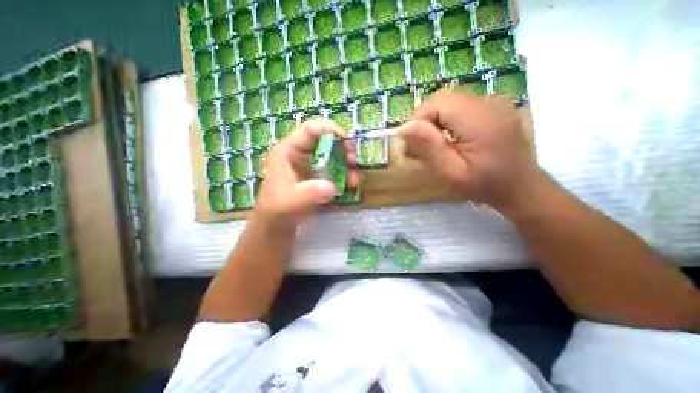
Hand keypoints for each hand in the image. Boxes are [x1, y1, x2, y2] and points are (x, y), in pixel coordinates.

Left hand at [254, 118, 359, 225]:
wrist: (277, 224)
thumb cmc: (278, 209)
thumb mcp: (291, 201)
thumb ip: (309, 193)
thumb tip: (332, 187)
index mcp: (289, 150)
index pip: (310, 129)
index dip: (330, 130)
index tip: (347, 142)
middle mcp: (301, 153)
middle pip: (326, 140)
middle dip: (343, 149)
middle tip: (353, 163)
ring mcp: (311, 164)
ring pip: (333, 155)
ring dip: (346, 165)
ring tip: (353, 181)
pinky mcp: (318, 175)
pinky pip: (334, 169)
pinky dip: (344, 175)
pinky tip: (349, 186)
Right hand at [399, 89, 540, 213]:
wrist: (520, 187)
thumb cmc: (484, 185)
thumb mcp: (451, 173)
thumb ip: (429, 148)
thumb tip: (405, 127)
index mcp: (480, 119)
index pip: (437, 102)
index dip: (420, 120)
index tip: (418, 144)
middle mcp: (490, 102)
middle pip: (443, 99)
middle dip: (427, 121)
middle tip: (427, 146)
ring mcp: (495, 102)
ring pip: (450, 102)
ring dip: (437, 121)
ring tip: (440, 145)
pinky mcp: (495, 107)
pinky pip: (461, 106)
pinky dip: (450, 120)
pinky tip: (454, 139)